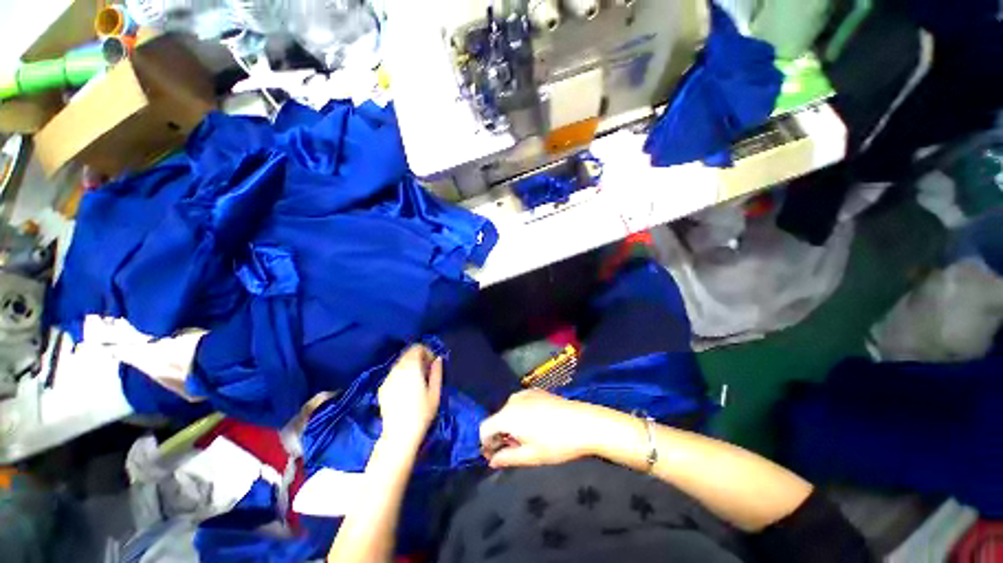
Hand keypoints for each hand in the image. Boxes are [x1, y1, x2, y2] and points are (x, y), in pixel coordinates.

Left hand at [377, 344, 442, 449]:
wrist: (399, 434)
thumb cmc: (422, 413)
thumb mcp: (435, 392)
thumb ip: (437, 372)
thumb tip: (438, 359)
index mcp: (411, 368)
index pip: (417, 348)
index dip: (426, 352)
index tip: (432, 364)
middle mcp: (397, 369)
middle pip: (407, 354)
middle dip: (418, 358)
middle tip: (426, 372)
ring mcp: (387, 378)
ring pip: (400, 363)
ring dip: (409, 366)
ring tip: (416, 382)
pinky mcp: (382, 388)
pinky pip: (393, 374)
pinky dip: (401, 375)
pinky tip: (406, 390)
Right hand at [479, 389, 611, 468]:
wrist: (584, 422)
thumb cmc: (556, 443)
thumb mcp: (531, 456)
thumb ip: (507, 458)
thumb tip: (492, 461)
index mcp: (508, 415)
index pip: (485, 428)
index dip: (485, 444)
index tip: (495, 457)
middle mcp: (513, 400)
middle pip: (497, 419)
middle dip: (500, 436)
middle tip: (513, 452)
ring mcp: (525, 393)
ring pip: (509, 411)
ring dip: (511, 426)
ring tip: (526, 440)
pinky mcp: (536, 391)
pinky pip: (520, 404)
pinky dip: (520, 415)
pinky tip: (535, 426)